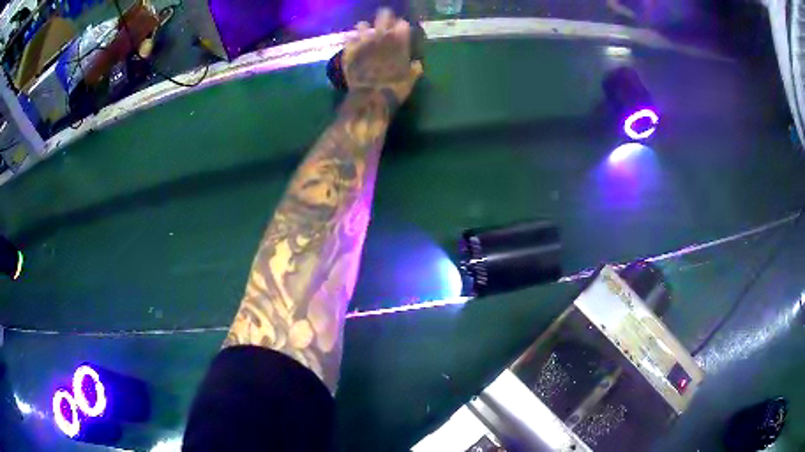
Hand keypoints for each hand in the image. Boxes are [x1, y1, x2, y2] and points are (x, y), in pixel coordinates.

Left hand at [343, 8, 422, 105]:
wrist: (370, 97)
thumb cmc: (394, 88)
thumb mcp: (411, 78)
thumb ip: (414, 68)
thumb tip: (416, 63)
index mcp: (399, 40)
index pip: (402, 23)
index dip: (401, 26)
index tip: (401, 30)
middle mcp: (381, 36)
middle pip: (383, 16)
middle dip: (384, 18)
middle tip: (384, 23)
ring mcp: (363, 41)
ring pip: (363, 25)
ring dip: (365, 29)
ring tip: (366, 34)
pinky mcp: (349, 50)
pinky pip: (349, 38)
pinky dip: (352, 40)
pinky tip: (354, 44)